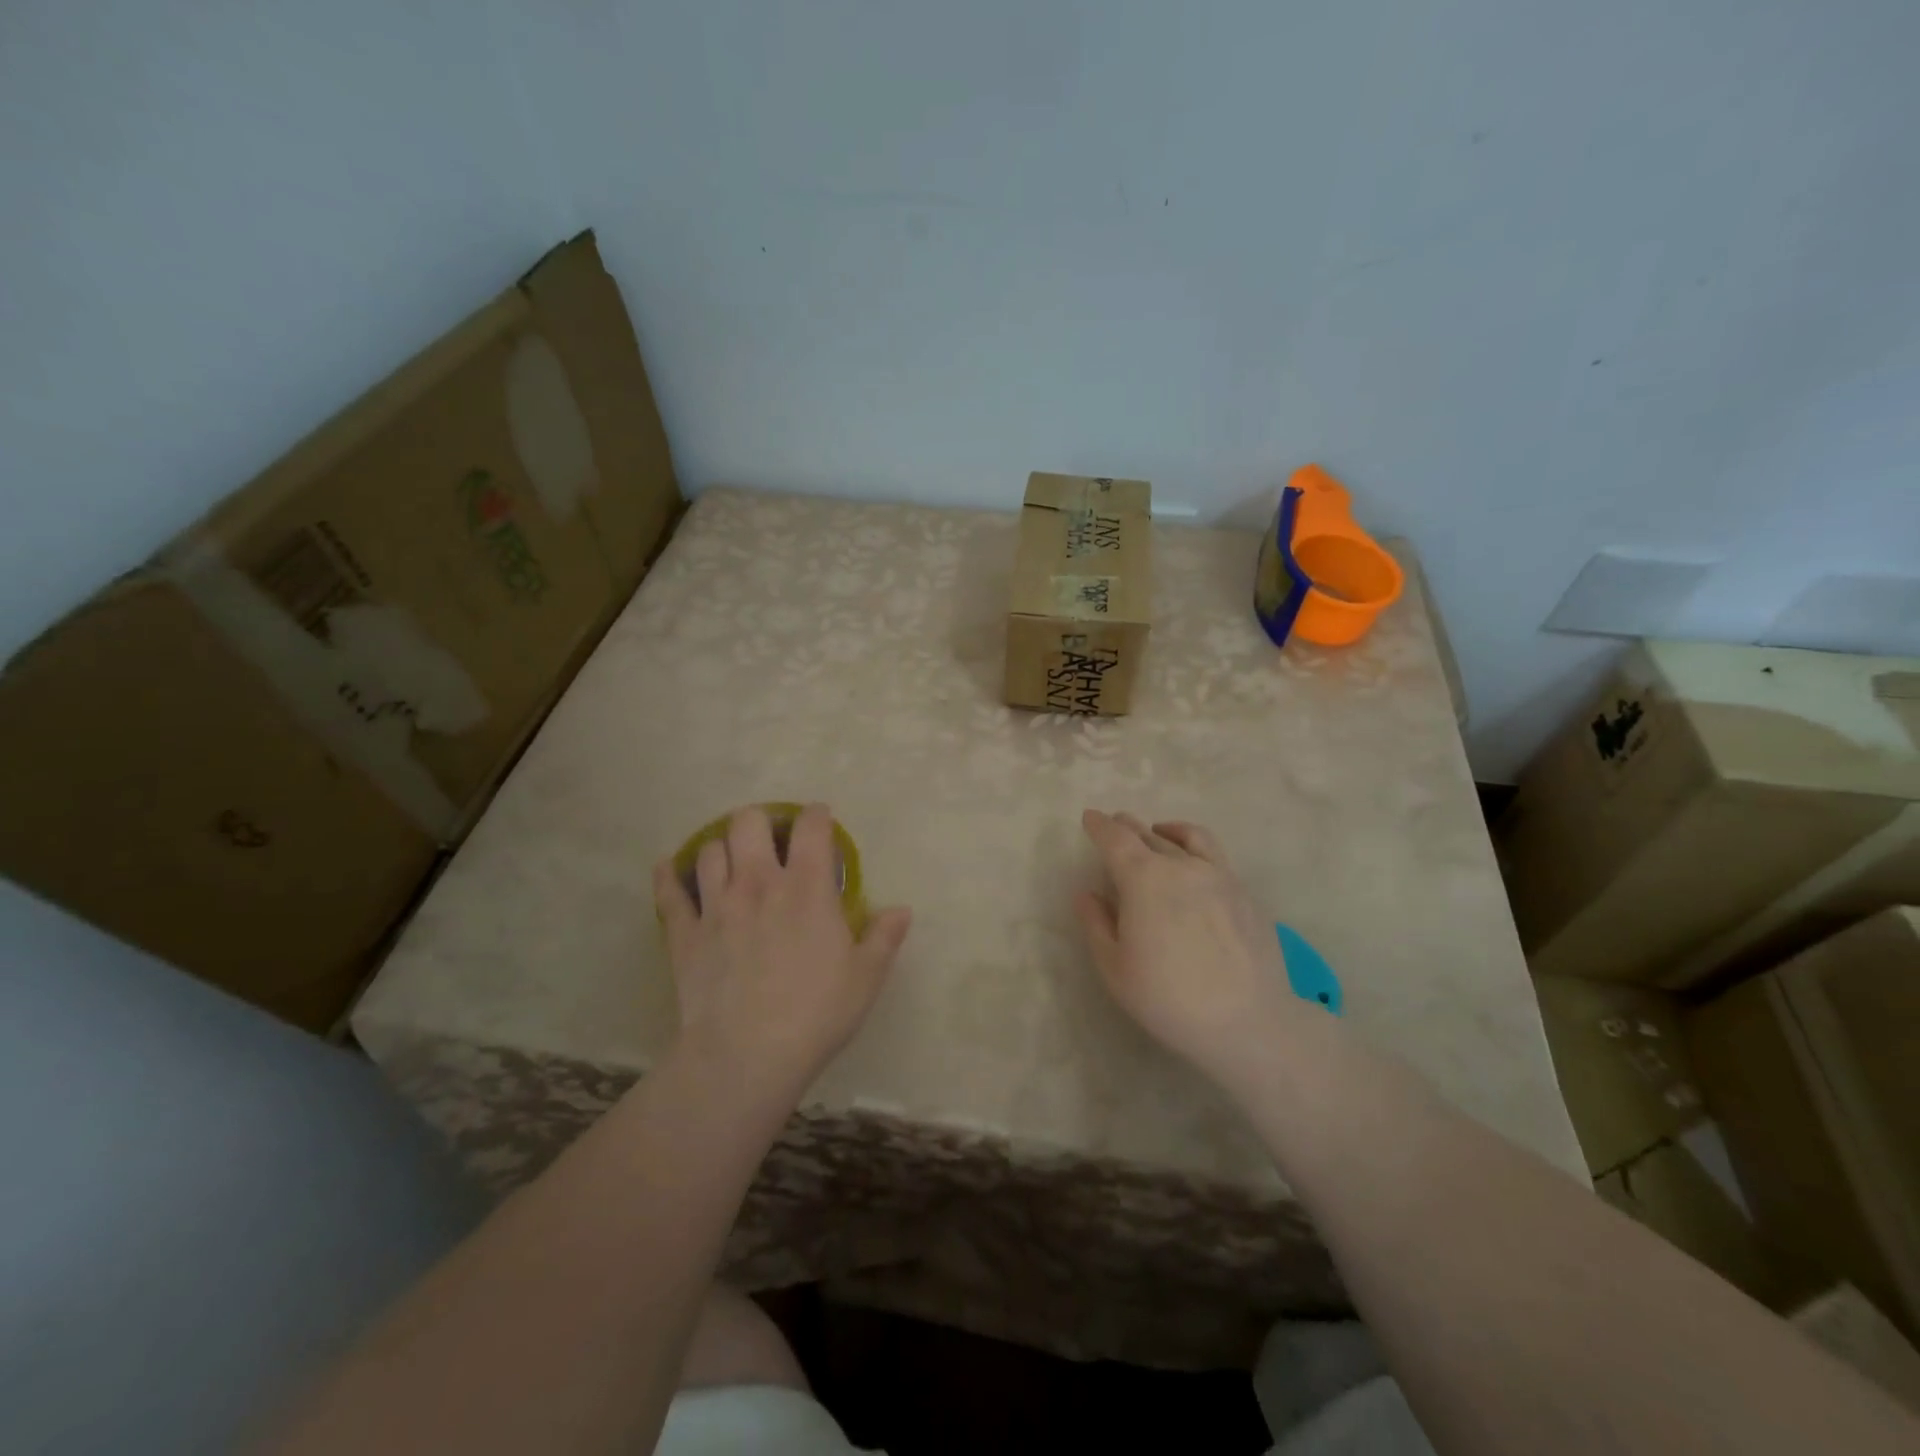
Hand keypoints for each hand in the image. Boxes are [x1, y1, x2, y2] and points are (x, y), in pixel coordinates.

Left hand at [653, 804, 910, 1091]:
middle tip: (771, 842)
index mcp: (806, 887)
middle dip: (761, 823)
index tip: (821, 820)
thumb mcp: (865, 977)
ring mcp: (716, 905)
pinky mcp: (684, 932)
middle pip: (748, 822)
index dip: (817, 816)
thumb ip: (884, 937)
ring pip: (709, 850)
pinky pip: (669, 892)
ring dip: (723, 849)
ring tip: (732, 862)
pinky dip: (668, 876)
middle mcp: (758, 882)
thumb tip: (902, 910)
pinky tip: (668, 868)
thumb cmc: (816, 1013)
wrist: (747, 1055)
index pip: (811, 827)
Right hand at [1074, 810, 1310, 1083]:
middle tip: (1116, 824)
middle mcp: (1181, 866)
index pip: (1116, 839)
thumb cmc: (1169, 998)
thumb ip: (1096, 924)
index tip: (1090, 817)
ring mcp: (1219, 876)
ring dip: (1164, 832)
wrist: (1249, 1022)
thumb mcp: (1115, 968)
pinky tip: (1193, 861)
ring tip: (1156, 832)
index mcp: (1143, 879)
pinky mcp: (1244, 893)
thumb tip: (1087, 894)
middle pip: (1149, 835)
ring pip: (1186, 839)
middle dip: (1128, 827)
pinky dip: (1194, 846)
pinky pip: (1214, 855)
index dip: (1100, 826)